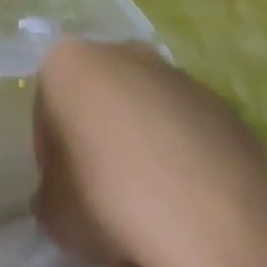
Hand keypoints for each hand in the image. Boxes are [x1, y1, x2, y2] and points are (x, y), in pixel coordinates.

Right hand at [33, 39, 266, 266]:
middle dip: (99, 141)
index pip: (47, 109)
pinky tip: (188, 207)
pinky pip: (186, 131)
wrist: (213, 211)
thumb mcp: (54, 214)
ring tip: (152, 211)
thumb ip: (50, 196)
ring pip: (144, 112)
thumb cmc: (110, 198)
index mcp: (67, 63)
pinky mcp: (219, 101)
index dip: (53, 156)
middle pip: (99, 100)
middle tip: (104, 198)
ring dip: (142, 148)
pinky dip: (182, 160)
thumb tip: (61, 197)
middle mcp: (120, 52)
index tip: (67, 195)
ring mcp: (174, 73)